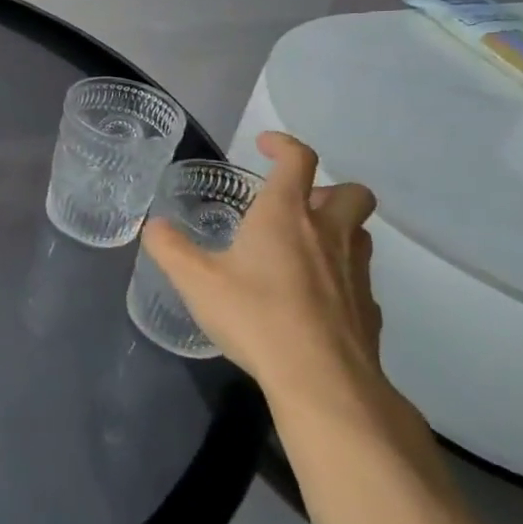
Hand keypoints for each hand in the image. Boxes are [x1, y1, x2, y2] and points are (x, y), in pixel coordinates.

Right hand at [142, 132, 382, 410]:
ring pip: (360, 234)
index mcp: (285, 215)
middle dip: (327, 188)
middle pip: (351, 192)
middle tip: (295, 205)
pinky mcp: (368, 309)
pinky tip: (310, 298)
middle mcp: (328, 234)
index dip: (283, 144)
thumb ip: (169, 248)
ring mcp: (355, 272)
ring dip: (336, 229)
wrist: (322, 379)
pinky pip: (358, 278)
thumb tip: (154, 226)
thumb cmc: (255, 315)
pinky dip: (339, 276)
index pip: (298, 160)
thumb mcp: (195, 280)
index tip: (265, 144)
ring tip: (301, 248)